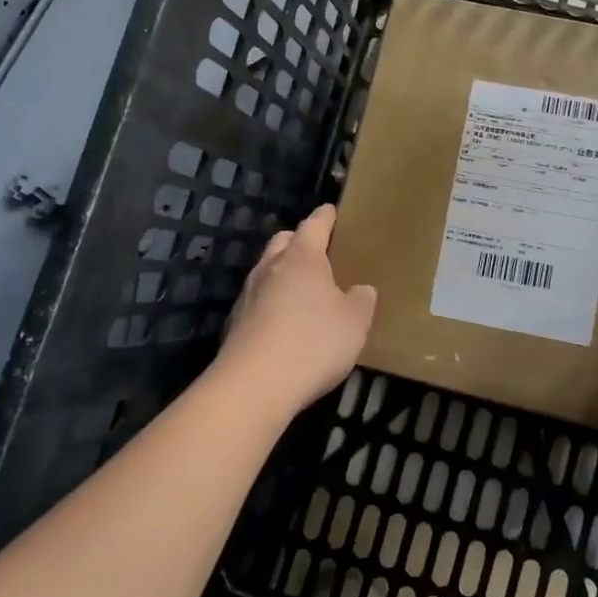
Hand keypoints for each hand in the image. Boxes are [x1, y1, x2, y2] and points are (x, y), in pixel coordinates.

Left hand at [213, 204, 376, 420]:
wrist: (253, 386)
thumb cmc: (313, 342)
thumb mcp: (355, 322)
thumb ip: (362, 300)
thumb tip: (361, 290)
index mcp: (302, 257)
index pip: (315, 224)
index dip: (326, 216)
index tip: (332, 211)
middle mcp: (271, 268)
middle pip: (283, 242)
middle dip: (299, 242)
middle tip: (320, 253)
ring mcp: (248, 295)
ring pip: (267, 272)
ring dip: (283, 275)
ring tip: (304, 292)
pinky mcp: (235, 324)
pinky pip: (258, 302)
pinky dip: (272, 305)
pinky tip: (286, 325)